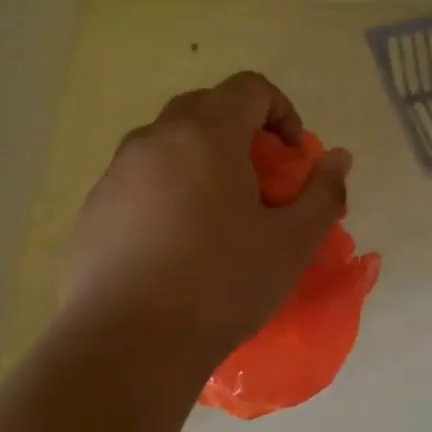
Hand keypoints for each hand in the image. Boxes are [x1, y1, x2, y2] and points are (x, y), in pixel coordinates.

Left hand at [64, 72, 350, 363]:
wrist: (129, 344)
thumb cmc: (221, 286)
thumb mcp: (291, 244)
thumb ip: (322, 193)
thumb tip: (338, 159)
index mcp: (205, 135)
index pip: (249, 88)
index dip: (282, 112)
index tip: (293, 158)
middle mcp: (154, 140)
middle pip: (204, 109)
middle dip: (240, 134)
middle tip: (259, 184)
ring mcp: (115, 174)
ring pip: (166, 147)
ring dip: (199, 164)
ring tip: (216, 219)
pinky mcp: (92, 211)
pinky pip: (138, 184)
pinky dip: (165, 195)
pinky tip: (174, 248)